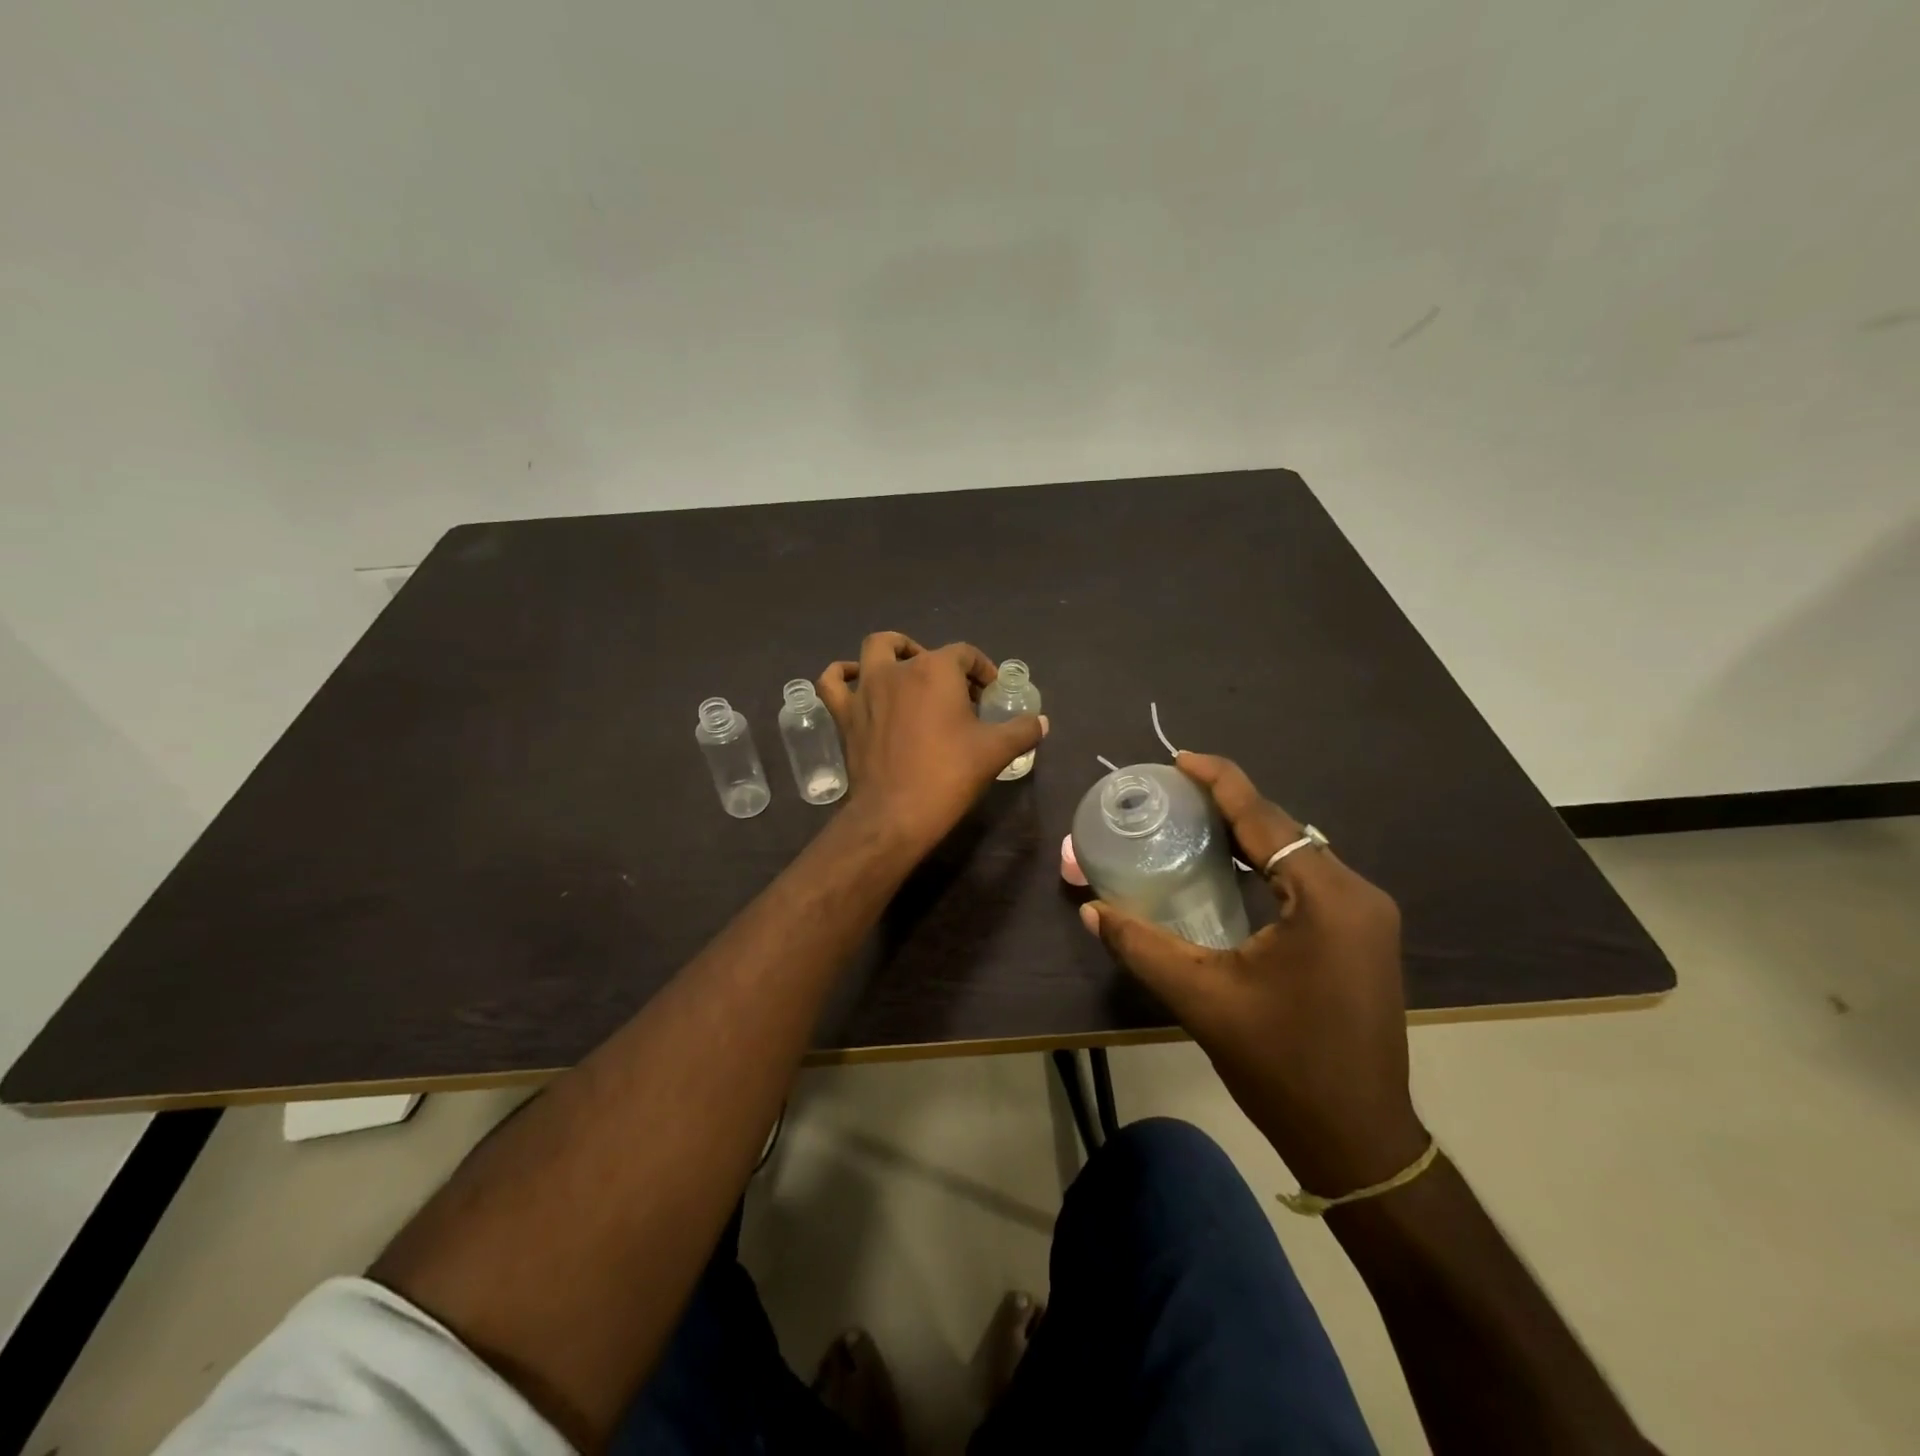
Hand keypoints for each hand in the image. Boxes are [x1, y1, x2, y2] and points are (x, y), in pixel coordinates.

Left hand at [818, 633, 1046, 853]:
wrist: (896, 814)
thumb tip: (1041, 722)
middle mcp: (899, 669)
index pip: (965, 654)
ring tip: (906, 669)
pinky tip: (854, 679)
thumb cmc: (949, 775)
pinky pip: (833, 682)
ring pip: (874, 651)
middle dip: (940, 663)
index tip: (991, 693)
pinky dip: (842, 674)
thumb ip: (1022, 730)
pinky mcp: (845, 714)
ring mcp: (867, 690)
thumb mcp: (996, 751)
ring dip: (892, 652)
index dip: (982, 670)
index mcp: (936, 670)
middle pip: (921, 650)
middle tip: (953, 691)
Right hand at [1080, 752, 1425, 1196]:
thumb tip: (1090, 910)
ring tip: (1193, 823)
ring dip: (1248, 835)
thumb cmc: (1282, 1066)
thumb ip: (1140, 946)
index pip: (1265, 817)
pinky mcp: (1362, 937)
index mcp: (1325, 899)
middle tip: (1173, 794)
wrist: (1358, 1139)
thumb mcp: (1202, 999)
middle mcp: (1356, 894)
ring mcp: (1367, 917)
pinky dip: (1266, 864)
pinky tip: (1231, 870)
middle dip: (1229, 805)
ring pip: (1297, 853)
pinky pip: (1307, 879)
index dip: (1220, 781)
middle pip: (1283, 829)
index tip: (1179, 759)